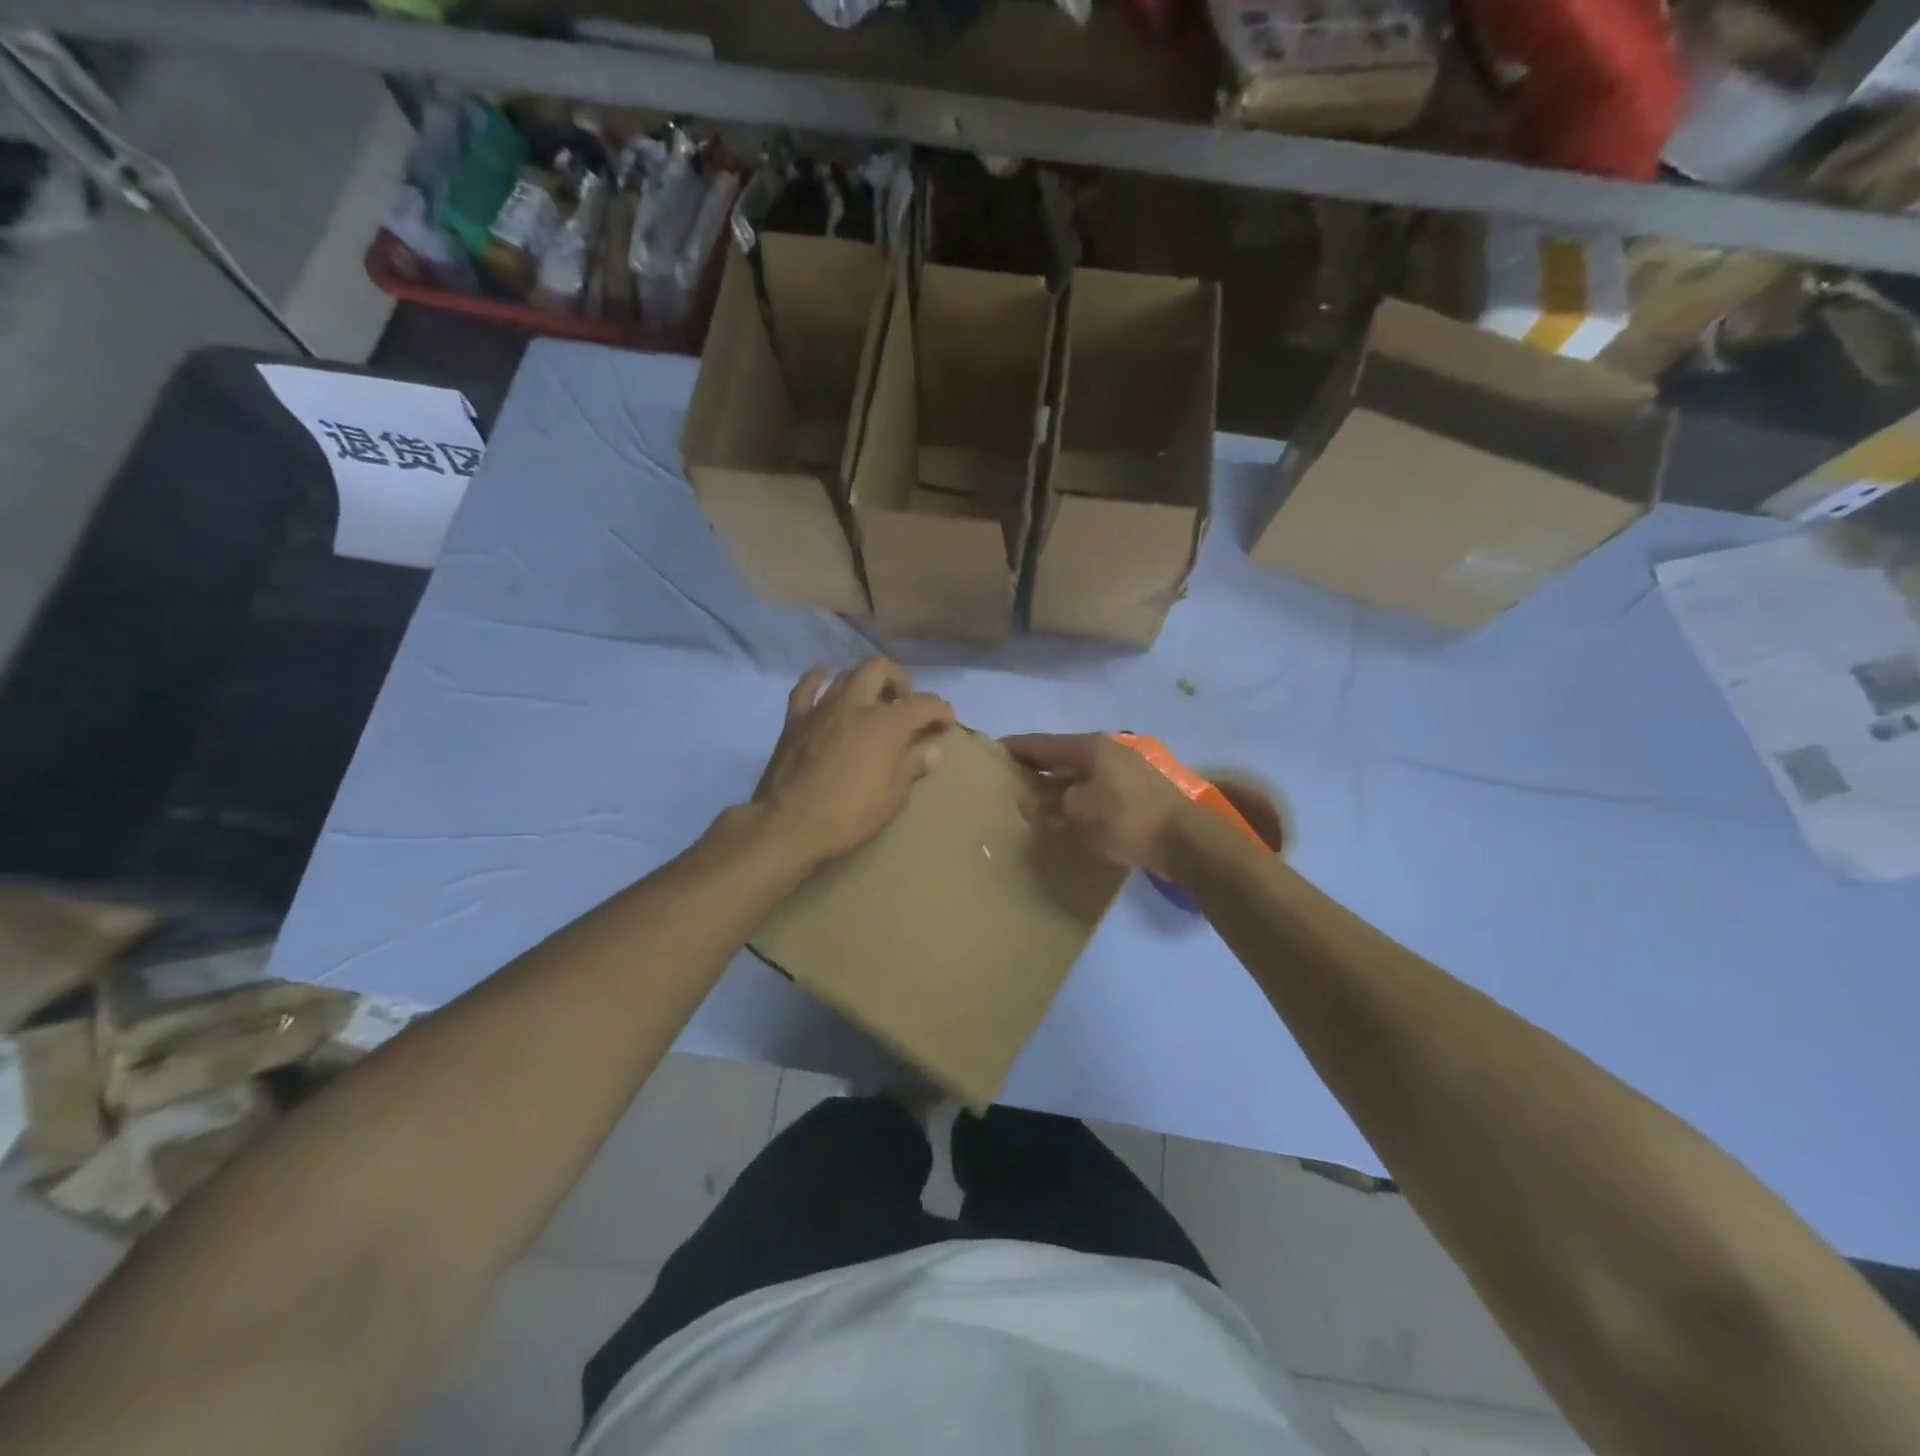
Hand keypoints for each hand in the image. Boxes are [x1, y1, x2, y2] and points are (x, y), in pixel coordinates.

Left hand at [751, 658, 954, 866]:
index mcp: (886, 723)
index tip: (946, 725)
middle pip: (881, 668)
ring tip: (871, 704)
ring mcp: (822, 707)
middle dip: (899, 681)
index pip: (925, 703)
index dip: (941, 711)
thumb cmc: (849, 814)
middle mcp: (855, 704)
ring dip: (865, 682)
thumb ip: (914, 764)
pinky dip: (820, 680)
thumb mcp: (893, 796)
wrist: (789, 824)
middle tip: (903, 705)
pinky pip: (807, 686)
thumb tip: (933, 749)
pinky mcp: (794, 719)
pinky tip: (826, 682)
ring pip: (847, 674)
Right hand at [1002, 732, 1202, 879]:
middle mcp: (1107, 750)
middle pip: (1061, 754)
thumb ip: (1047, 804)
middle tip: (1009, 777)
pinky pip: (1095, 786)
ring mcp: (1125, 768)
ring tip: (1034, 795)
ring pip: (1080, 771)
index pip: (1041, 743)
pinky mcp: (1137, 790)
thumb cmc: (1124, 819)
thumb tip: (1028, 801)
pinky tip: (1068, 810)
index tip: (992, 751)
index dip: (1015, 747)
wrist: (1183, 839)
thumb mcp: (1076, 813)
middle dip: (1036, 765)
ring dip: (1057, 782)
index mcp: (1089, 746)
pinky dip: (1077, 794)